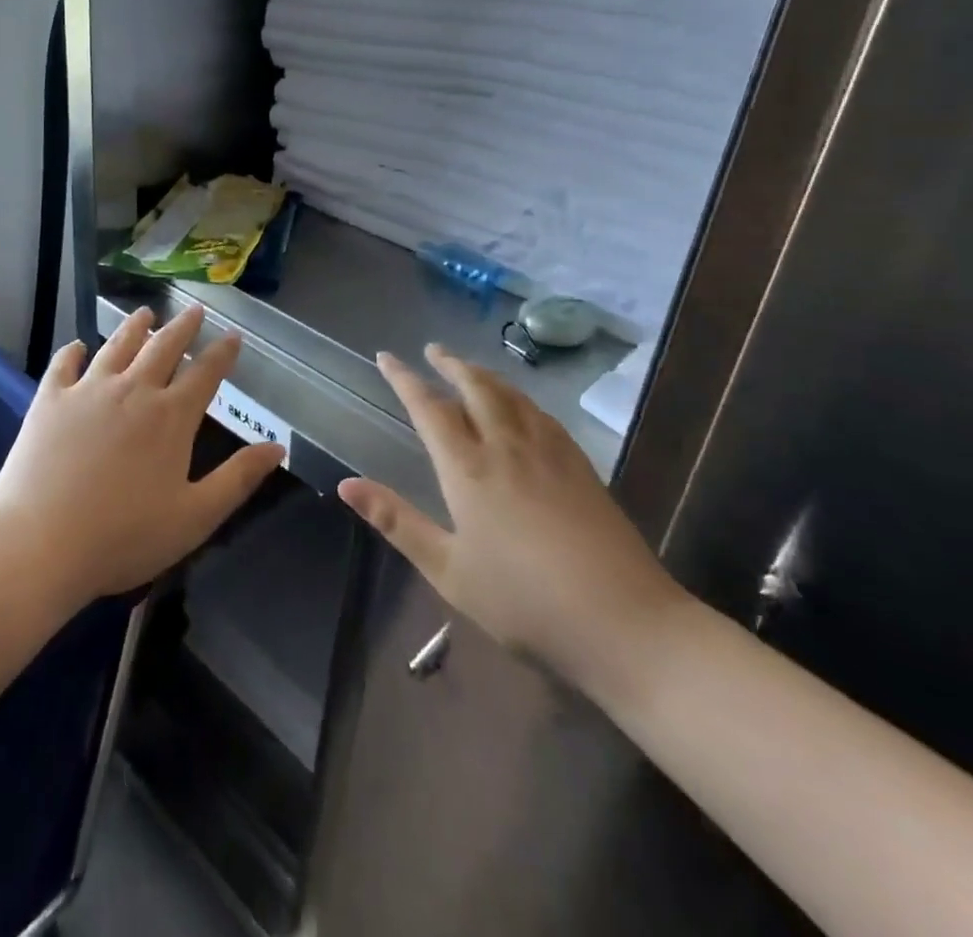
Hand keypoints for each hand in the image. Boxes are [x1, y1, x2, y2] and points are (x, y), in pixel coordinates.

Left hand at [0, 305, 285, 603]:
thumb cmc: (124, 537)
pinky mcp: (50, 399)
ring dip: (135, 327)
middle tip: (195, 310)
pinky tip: (78, 346)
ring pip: (117, 346)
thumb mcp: (194, 517)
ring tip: (145, 313)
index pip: (205, 373)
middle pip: (163, 347)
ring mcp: (88, 390)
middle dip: (183, 327)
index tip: (233, 335)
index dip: (222, 353)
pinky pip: (65, 364)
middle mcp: (133, 390)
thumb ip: (238, 478)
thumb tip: (278, 448)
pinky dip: (74, 351)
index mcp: (170, 417)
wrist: (41, 541)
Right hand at [339, 345, 688, 696]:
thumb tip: (346, 484)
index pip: (429, 408)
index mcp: (468, 469)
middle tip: (433, 350)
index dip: (404, 379)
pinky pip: (542, 414)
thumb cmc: (525, 602)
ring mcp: (549, 453)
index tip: (385, 357)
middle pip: (475, 388)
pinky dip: (519, 397)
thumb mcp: (448, 570)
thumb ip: (397, 522)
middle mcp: (506, 447)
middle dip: (450, 364)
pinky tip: (522, 407)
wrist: (626, 624)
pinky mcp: (581, 467)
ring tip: (470, 368)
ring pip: (511, 395)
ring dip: (485, 374)